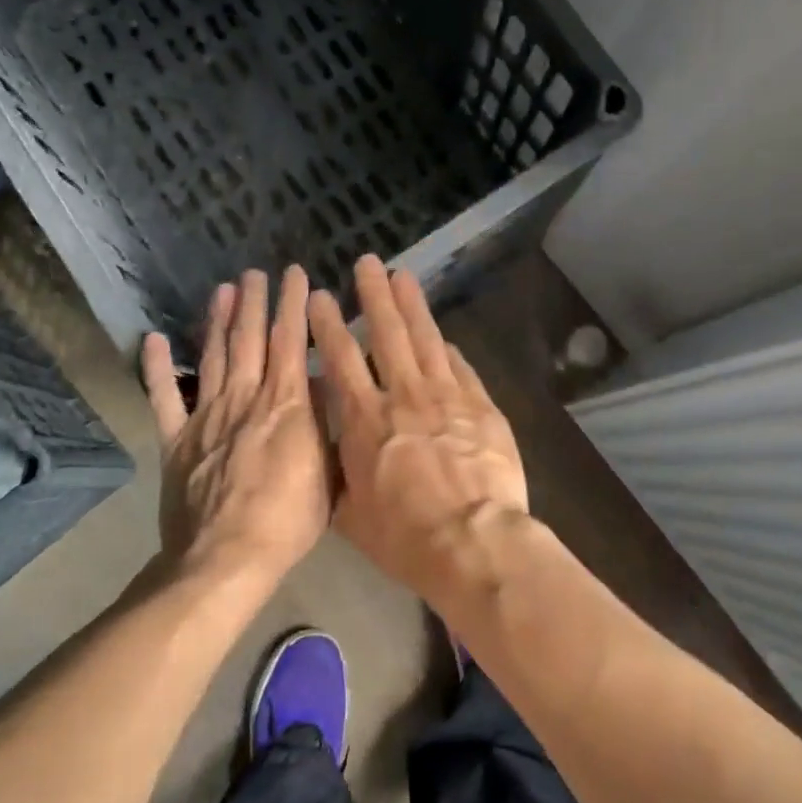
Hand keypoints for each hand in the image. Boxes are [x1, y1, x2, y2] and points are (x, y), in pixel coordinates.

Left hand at [142, 267, 331, 582]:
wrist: (226, 558)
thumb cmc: (289, 520)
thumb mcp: (328, 471)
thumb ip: (323, 424)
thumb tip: (319, 386)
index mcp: (285, 404)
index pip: (290, 341)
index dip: (294, 304)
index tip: (296, 275)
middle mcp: (245, 398)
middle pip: (250, 339)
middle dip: (254, 301)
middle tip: (255, 272)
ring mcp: (206, 416)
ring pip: (215, 356)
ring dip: (219, 320)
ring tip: (222, 289)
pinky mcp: (176, 439)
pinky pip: (164, 397)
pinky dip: (157, 367)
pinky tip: (154, 339)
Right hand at [308, 256, 528, 600]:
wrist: (473, 540)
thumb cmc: (405, 536)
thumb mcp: (352, 513)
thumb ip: (339, 471)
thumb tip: (331, 445)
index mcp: (366, 419)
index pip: (342, 359)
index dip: (329, 325)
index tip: (321, 296)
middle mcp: (403, 396)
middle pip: (387, 334)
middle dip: (374, 295)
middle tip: (367, 262)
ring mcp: (447, 396)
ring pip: (426, 339)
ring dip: (412, 305)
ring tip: (402, 275)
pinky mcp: (480, 406)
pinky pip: (461, 367)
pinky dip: (450, 349)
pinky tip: (445, 336)